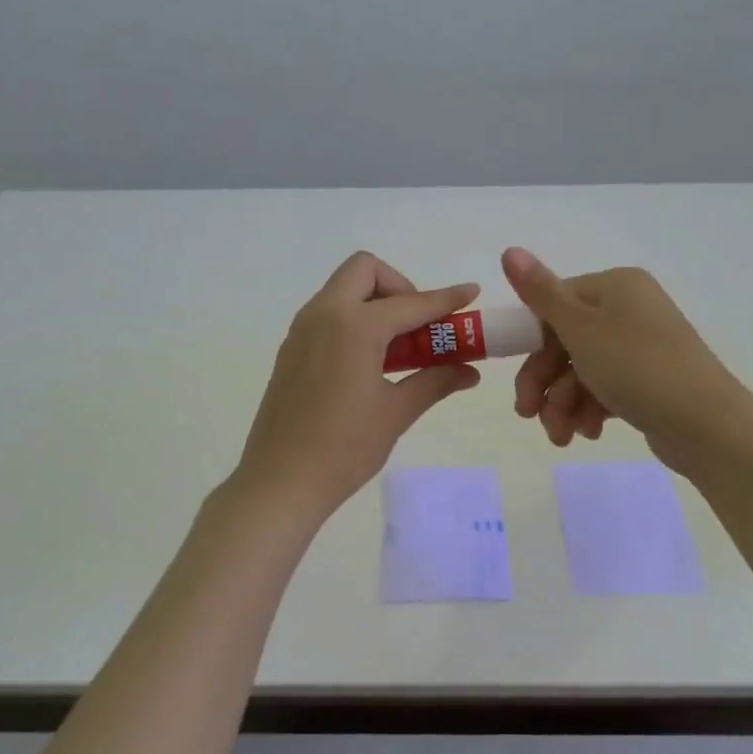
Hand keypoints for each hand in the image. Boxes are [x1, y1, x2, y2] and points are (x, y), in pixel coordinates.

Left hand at [237, 253, 480, 519]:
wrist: (281, 482)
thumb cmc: (344, 448)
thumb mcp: (395, 413)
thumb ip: (434, 381)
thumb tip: (469, 371)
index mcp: (354, 326)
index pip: (410, 303)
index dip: (445, 298)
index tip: (471, 294)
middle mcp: (323, 315)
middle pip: (365, 271)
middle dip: (399, 287)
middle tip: (419, 326)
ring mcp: (302, 331)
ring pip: (343, 290)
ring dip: (375, 302)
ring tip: (400, 347)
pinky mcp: (291, 350)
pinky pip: (328, 315)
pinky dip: (354, 320)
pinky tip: (370, 362)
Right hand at [501, 247, 747, 474]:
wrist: (705, 423)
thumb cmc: (636, 367)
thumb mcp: (580, 328)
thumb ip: (540, 293)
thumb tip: (508, 250)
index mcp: (615, 287)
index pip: (555, 305)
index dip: (531, 343)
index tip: (518, 376)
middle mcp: (629, 310)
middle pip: (565, 342)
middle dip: (545, 384)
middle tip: (528, 415)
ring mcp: (641, 347)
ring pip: (582, 371)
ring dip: (563, 404)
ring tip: (563, 435)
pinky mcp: (649, 381)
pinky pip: (605, 388)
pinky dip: (590, 410)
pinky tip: (590, 433)